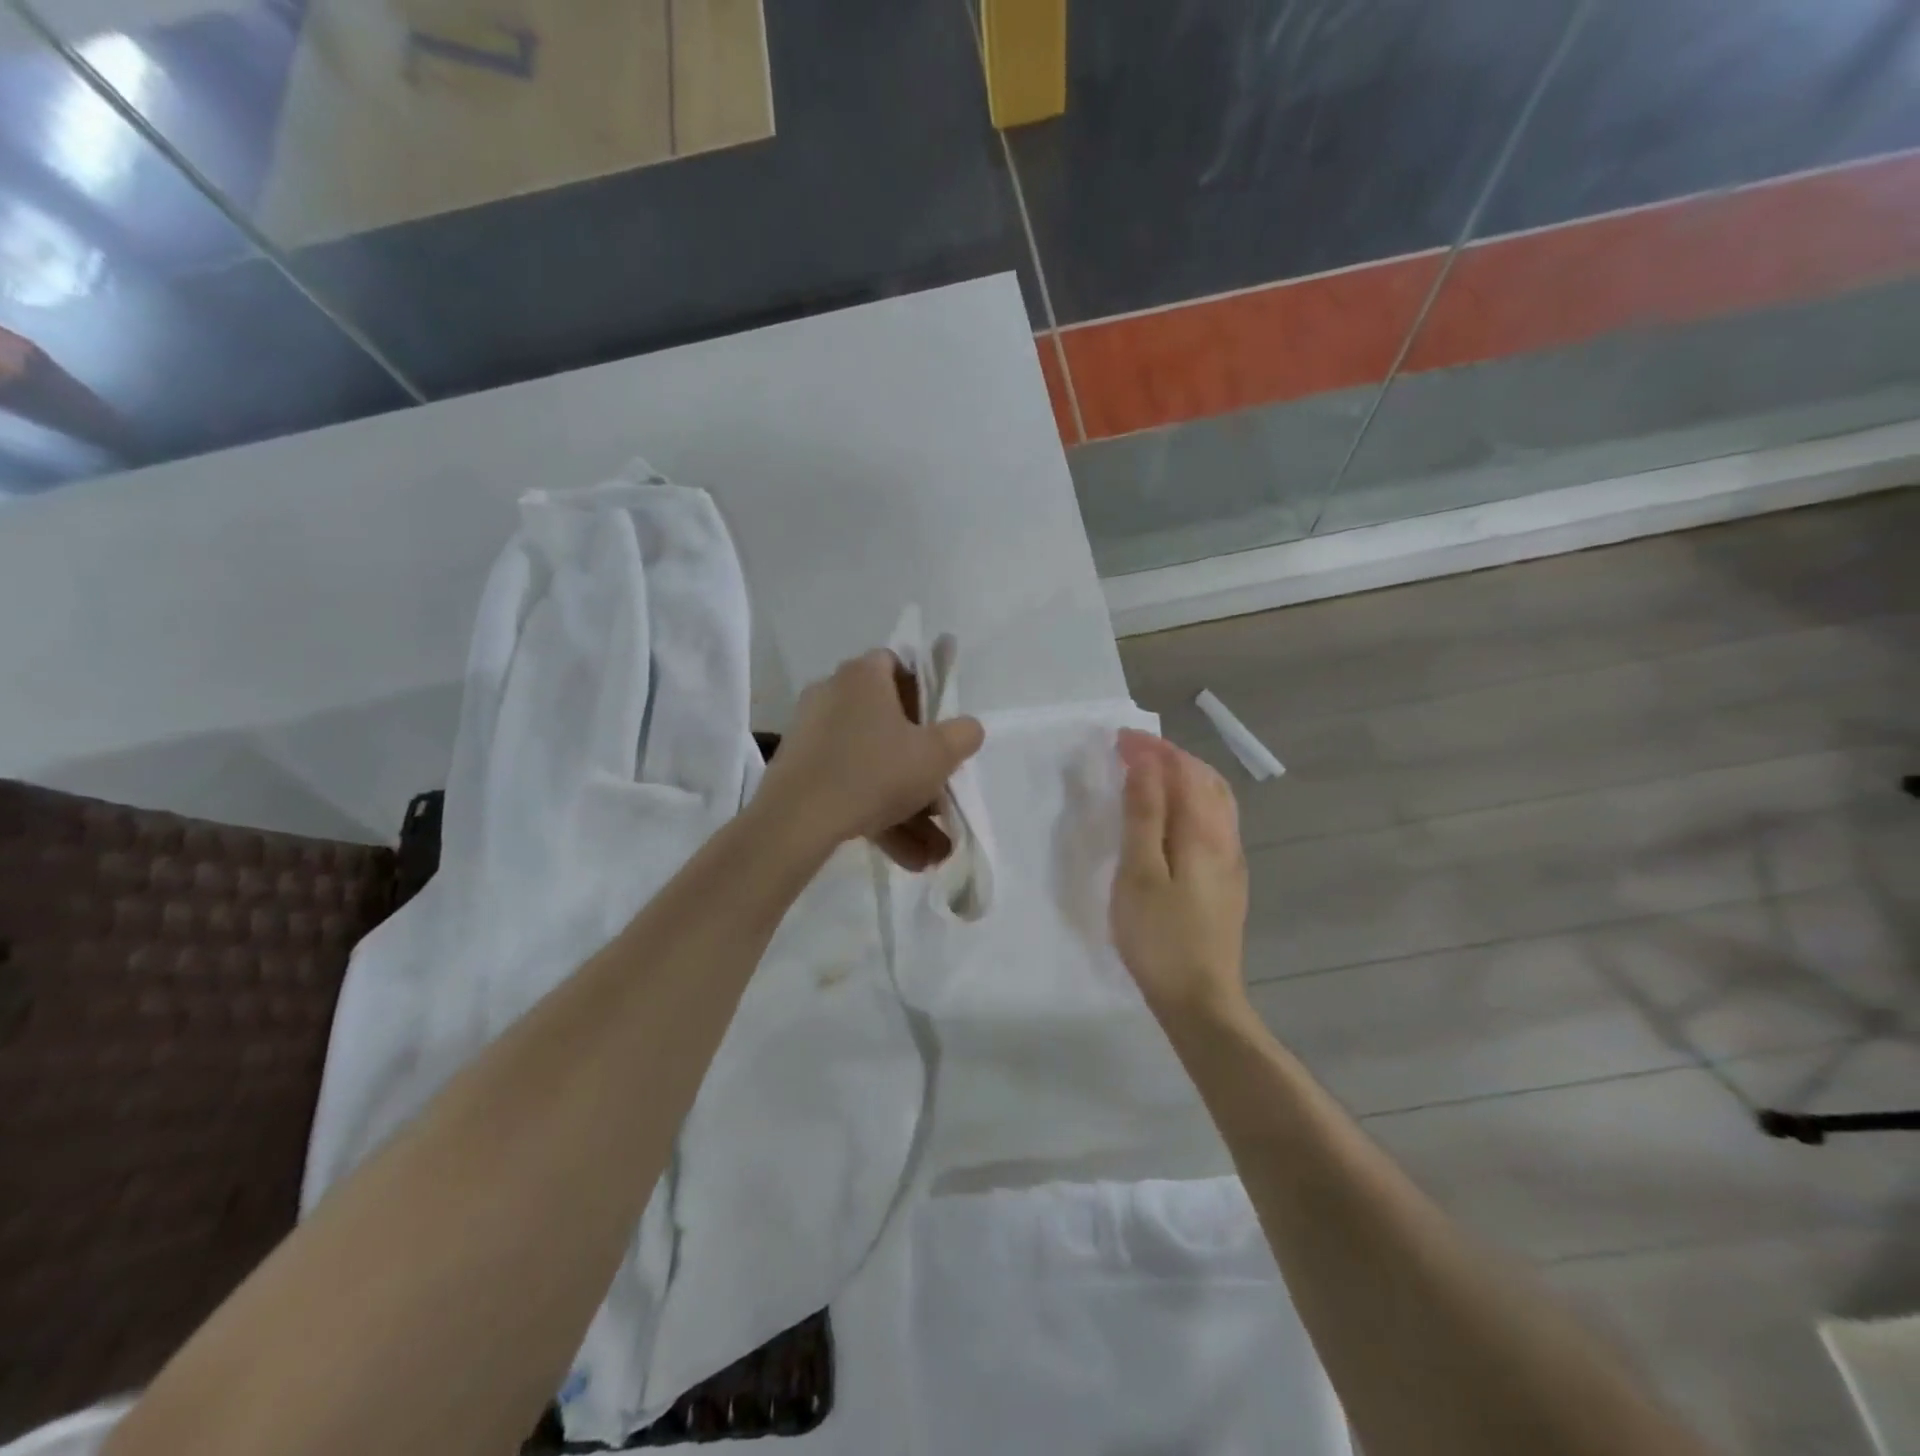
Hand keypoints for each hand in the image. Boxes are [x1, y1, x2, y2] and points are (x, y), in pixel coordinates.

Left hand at [758, 648, 984, 868]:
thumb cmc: (875, 772)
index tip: (936, 727)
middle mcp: (832, 694)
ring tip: (931, 850)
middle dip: (918, 765)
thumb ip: (963, 734)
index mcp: (863, 676)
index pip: (895, 664)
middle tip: (939, 795)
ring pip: (870, 765)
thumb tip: (967, 729)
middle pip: (885, 721)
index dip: (922, 692)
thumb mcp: (937, 755)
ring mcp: (811, 733)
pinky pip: (847, 785)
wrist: (798, 819)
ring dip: (904, 805)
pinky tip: (904, 855)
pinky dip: (876, 814)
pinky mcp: (799, 769)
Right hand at [1111, 729, 1249, 1022]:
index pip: (1181, 772)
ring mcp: (1231, 861)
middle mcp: (1225, 838)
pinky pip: (1214, 820)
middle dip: (1169, 756)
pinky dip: (1191, 800)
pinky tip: (1173, 815)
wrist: (1200, 1000)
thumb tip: (1145, 765)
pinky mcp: (1227, 881)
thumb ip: (1144, 816)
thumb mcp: (1140, 873)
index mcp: (1203, 833)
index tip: (1118, 739)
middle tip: (1131, 750)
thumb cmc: (1160, 937)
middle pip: (1205, 779)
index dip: (1151, 750)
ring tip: (1151, 772)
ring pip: (1214, 800)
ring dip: (1184, 776)